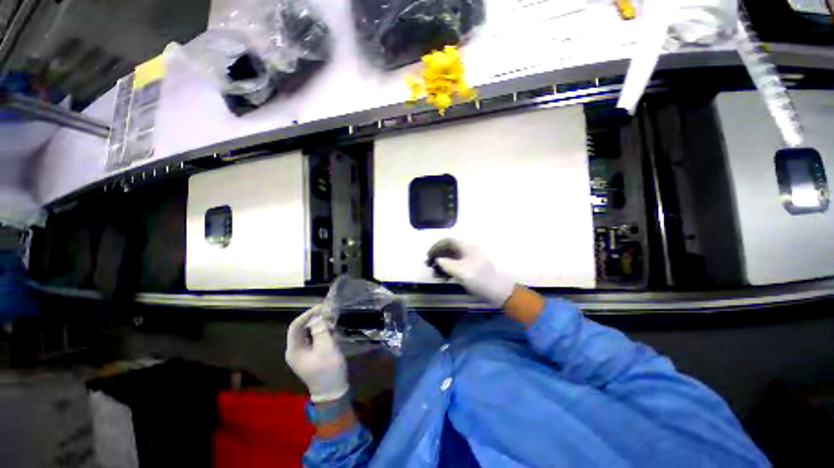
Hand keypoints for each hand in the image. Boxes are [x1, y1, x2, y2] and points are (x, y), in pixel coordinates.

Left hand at [285, 306, 348, 402]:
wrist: (332, 391)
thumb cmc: (328, 370)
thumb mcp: (326, 348)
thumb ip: (321, 330)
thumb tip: (319, 317)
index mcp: (294, 349)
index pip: (295, 326)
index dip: (307, 314)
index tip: (321, 307)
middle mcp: (295, 350)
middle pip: (301, 328)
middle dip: (314, 318)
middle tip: (329, 312)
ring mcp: (302, 353)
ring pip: (308, 332)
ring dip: (319, 324)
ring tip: (331, 319)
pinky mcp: (310, 354)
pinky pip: (313, 338)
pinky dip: (321, 331)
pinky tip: (331, 329)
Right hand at [428, 239, 515, 306]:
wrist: (498, 291)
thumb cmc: (480, 279)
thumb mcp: (461, 272)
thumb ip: (446, 264)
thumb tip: (437, 259)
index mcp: (466, 247)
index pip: (448, 241)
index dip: (437, 246)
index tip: (429, 256)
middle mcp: (467, 251)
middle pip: (449, 249)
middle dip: (438, 256)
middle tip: (429, 266)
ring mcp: (469, 260)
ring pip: (452, 258)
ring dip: (442, 264)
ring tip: (435, 274)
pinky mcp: (470, 268)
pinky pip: (456, 266)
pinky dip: (448, 270)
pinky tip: (444, 278)